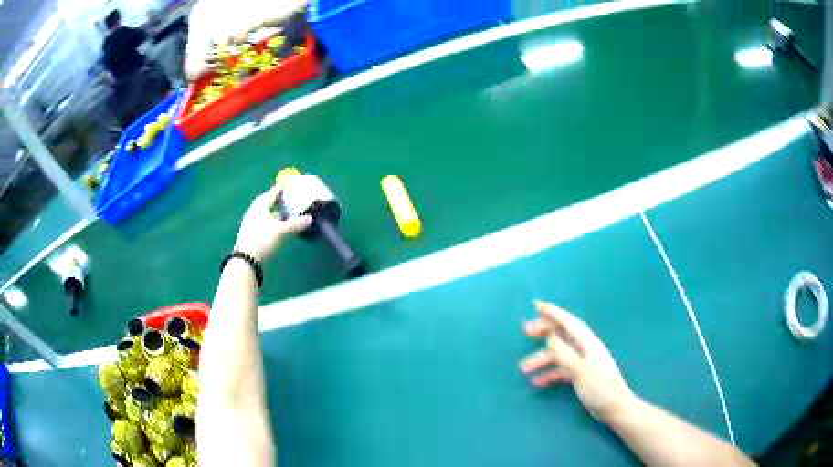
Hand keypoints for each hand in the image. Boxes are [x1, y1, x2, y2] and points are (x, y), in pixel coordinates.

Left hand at [234, 185, 311, 261]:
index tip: (295, 185)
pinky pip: (266, 221)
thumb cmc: (263, 239)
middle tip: (295, 201)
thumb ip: (296, 224)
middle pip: (271, 201)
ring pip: (269, 212)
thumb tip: (310, 218)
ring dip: (279, 213)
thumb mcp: (282, 231)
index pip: (276, 191)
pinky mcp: (252, 231)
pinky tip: (281, 227)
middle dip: (283, 201)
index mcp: (261, 204)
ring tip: (291, 215)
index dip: (286, 188)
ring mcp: (252, 220)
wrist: (246, 259)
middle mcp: (255, 209)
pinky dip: (275, 221)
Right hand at [520, 301, 635, 421]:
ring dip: (542, 358)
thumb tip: (550, 336)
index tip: (536, 306)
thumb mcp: (580, 372)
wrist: (615, 408)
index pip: (569, 323)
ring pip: (559, 354)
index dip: (553, 313)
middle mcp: (586, 349)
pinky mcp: (581, 375)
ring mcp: (583, 363)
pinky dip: (549, 373)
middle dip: (545, 332)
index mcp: (588, 343)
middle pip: (563, 335)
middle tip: (526, 331)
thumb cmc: (600, 388)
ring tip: (524, 368)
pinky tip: (537, 382)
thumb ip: (565, 354)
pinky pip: (562, 369)